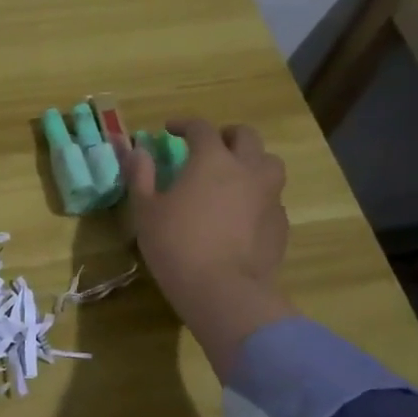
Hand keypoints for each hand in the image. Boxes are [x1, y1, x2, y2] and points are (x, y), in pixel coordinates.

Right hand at [123, 119, 296, 375]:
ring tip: (233, 176)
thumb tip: (137, 150)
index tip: (170, 130)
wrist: (224, 292)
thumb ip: (141, 175)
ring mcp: (269, 196)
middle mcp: (247, 169)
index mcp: (212, 160)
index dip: (184, 124)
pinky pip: (272, 198)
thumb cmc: (176, 246)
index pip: (201, 128)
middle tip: (209, 147)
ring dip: (251, 161)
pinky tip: (242, 213)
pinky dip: (258, 196)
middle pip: (245, 136)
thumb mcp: (146, 211)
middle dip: (225, 135)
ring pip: (268, 164)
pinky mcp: (280, 224)